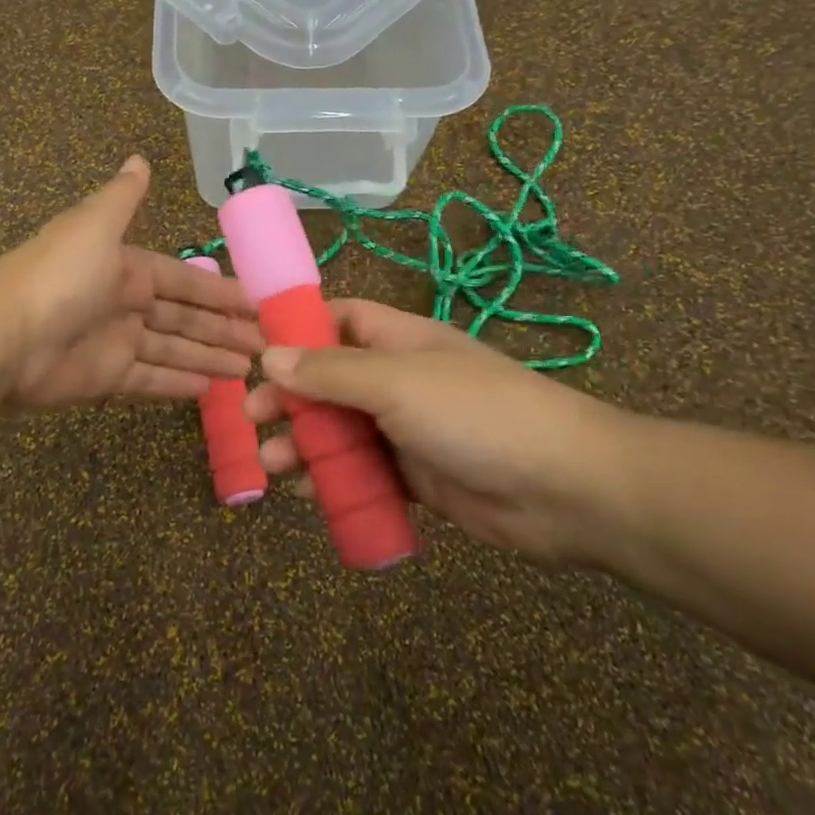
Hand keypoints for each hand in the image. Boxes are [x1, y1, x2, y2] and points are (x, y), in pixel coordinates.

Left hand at [0, 156, 264, 406]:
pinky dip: (178, 384)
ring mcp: (115, 342)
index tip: (256, 301)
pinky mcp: (105, 378)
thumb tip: (138, 157)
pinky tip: (211, 389)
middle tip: (266, 343)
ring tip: (250, 369)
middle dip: (223, 329)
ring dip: (210, 357)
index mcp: (125, 266)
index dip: (219, 290)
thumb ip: (122, 197)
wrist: (2, 336)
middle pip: (185, 317)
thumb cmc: (59, 275)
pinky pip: (150, 379)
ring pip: (174, 349)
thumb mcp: (95, 224)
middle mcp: (124, 303)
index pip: (183, 279)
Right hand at [246, 299, 631, 564]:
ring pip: (343, 430)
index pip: (339, 320)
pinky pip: (365, 472)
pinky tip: (310, 494)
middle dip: (290, 397)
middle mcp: (400, 379)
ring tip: (274, 465)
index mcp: (399, 340)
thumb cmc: (474, 414)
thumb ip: (330, 371)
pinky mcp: (418, 477)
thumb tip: (269, 355)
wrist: (562, 488)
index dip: (297, 329)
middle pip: (331, 380)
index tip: (253, 351)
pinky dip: (336, 480)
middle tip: (252, 419)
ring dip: (306, 443)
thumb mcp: (395, 382)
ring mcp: (409, 430)